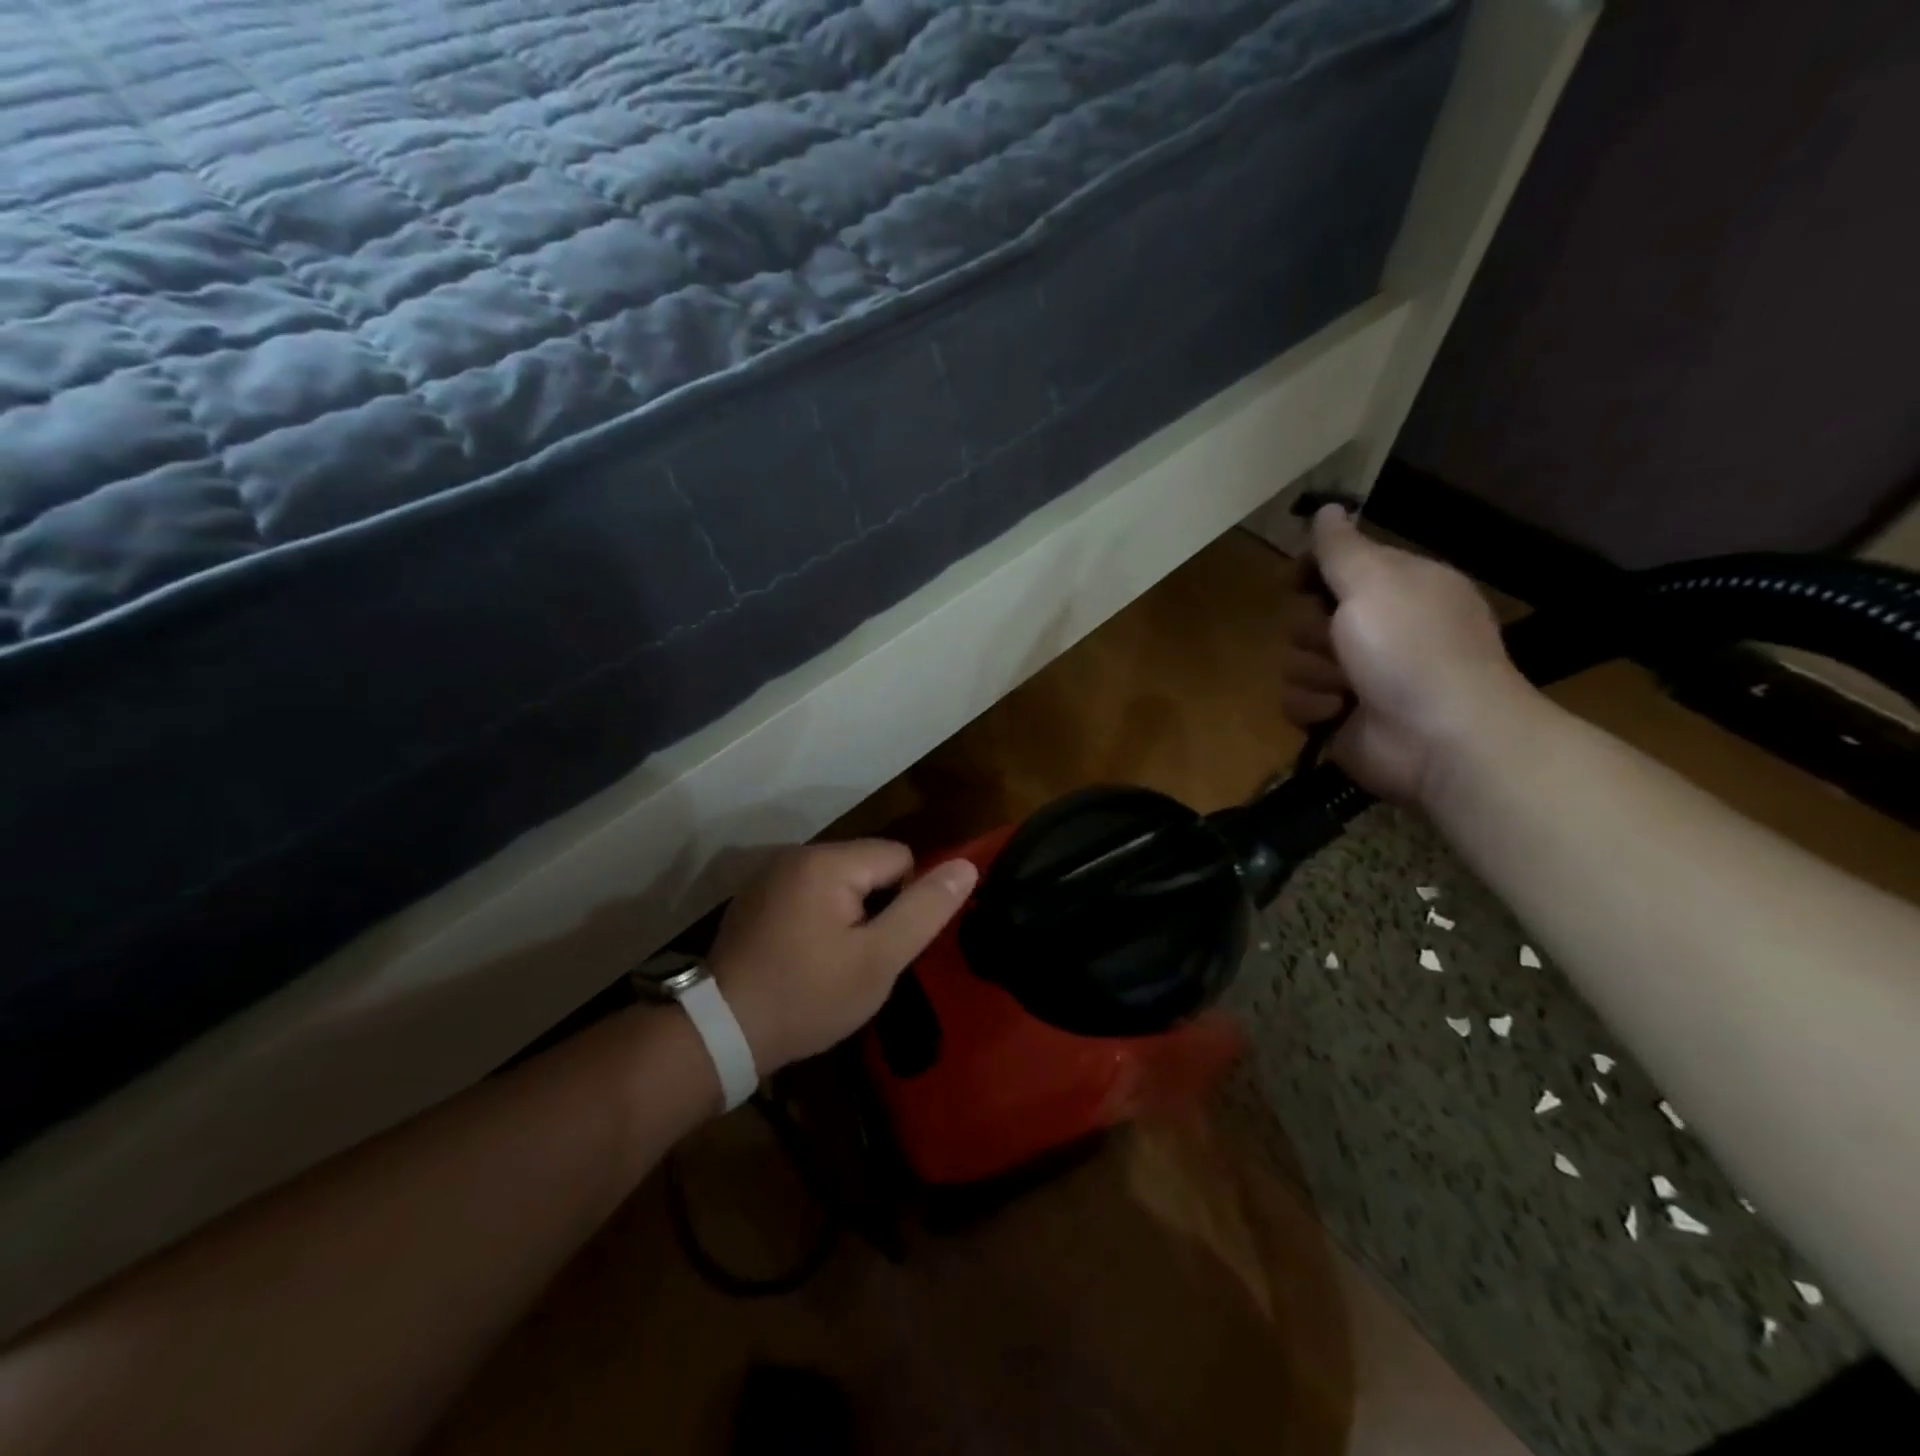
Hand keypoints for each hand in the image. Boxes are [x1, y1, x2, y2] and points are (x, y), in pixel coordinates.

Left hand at [707, 840, 978, 1074]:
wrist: (721, 1032)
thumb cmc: (808, 997)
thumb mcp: (878, 960)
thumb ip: (924, 909)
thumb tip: (968, 866)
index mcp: (827, 861)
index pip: (899, 856)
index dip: (904, 902)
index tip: (881, 945)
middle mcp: (797, 853)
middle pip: (867, 865)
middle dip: (874, 906)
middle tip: (857, 958)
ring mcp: (770, 874)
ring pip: (839, 880)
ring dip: (847, 912)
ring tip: (830, 961)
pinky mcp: (755, 896)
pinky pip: (808, 892)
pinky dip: (817, 916)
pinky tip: (802, 956)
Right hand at [1282, 505, 1537, 804]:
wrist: (1439, 738)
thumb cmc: (1412, 650)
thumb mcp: (1376, 583)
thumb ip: (1342, 548)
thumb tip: (1328, 507)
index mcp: (1399, 590)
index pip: (1340, 567)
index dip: (1313, 572)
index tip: (1293, 580)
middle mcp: (1378, 630)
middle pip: (1308, 618)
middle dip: (1313, 633)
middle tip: (1340, 642)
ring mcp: (1357, 677)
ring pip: (1296, 662)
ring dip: (1315, 673)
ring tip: (1347, 687)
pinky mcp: (1337, 716)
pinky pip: (1296, 701)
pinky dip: (1314, 706)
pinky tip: (1338, 712)